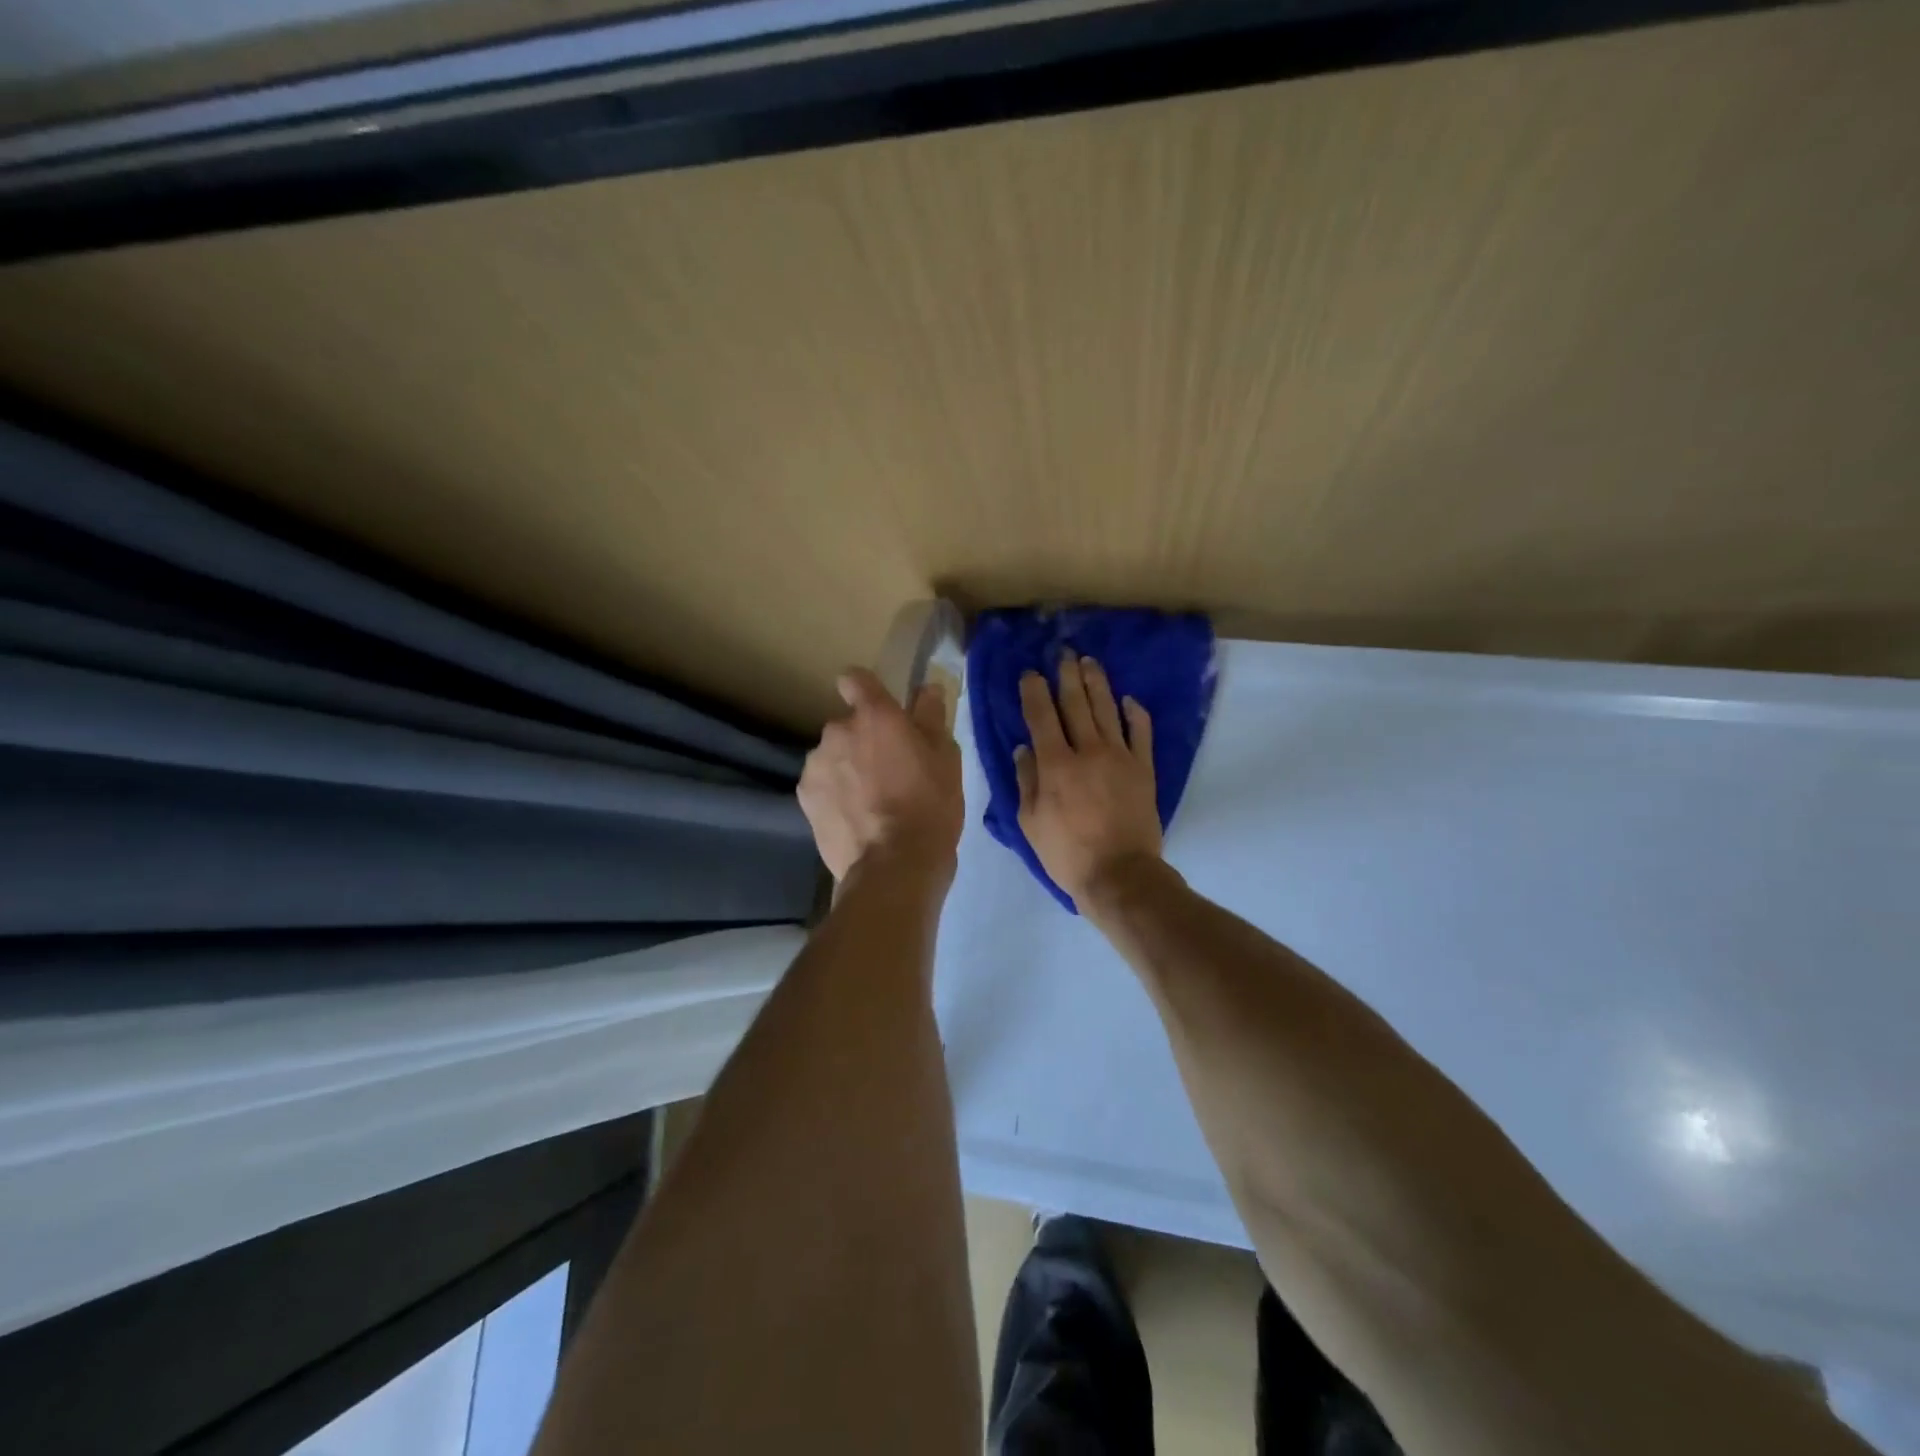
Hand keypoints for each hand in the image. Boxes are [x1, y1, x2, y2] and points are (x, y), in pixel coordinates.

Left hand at [799, 667, 963, 883]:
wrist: (893, 867)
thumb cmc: (929, 807)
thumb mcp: (946, 760)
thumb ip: (932, 718)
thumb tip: (927, 689)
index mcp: (874, 716)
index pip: (855, 679)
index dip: (865, 689)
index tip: (879, 709)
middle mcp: (837, 731)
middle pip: (847, 724)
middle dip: (863, 740)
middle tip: (889, 771)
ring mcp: (816, 764)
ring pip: (832, 755)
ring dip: (847, 767)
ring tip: (871, 801)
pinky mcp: (804, 797)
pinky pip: (821, 783)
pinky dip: (834, 793)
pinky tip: (854, 818)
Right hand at [1016, 651, 1162, 911]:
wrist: (1119, 875)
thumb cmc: (1066, 854)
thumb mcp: (1029, 822)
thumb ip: (1026, 781)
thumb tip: (1024, 748)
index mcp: (1054, 764)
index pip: (1041, 716)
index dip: (1034, 690)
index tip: (1030, 673)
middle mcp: (1087, 750)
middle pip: (1076, 703)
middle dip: (1067, 676)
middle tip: (1063, 654)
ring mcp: (1119, 757)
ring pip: (1107, 710)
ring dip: (1097, 683)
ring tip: (1089, 663)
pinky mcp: (1143, 768)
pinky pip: (1141, 732)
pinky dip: (1135, 713)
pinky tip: (1129, 700)